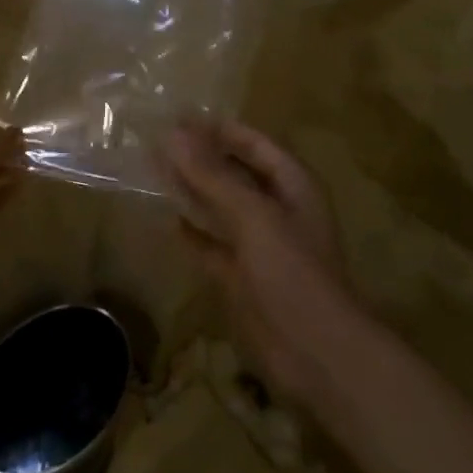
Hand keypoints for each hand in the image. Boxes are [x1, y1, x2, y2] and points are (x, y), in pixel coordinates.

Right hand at [161, 118, 357, 404]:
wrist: (317, 355)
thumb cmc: (292, 272)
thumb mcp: (252, 216)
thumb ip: (212, 175)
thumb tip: (172, 133)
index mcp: (291, 185)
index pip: (252, 143)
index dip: (218, 129)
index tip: (178, 117)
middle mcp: (277, 209)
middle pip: (234, 172)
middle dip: (200, 157)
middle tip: (157, 140)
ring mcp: (260, 245)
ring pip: (221, 207)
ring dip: (192, 190)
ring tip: (154, 170)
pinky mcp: (243, 278)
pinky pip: (214, 246)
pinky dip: (194, 233)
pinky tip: (168, 221)